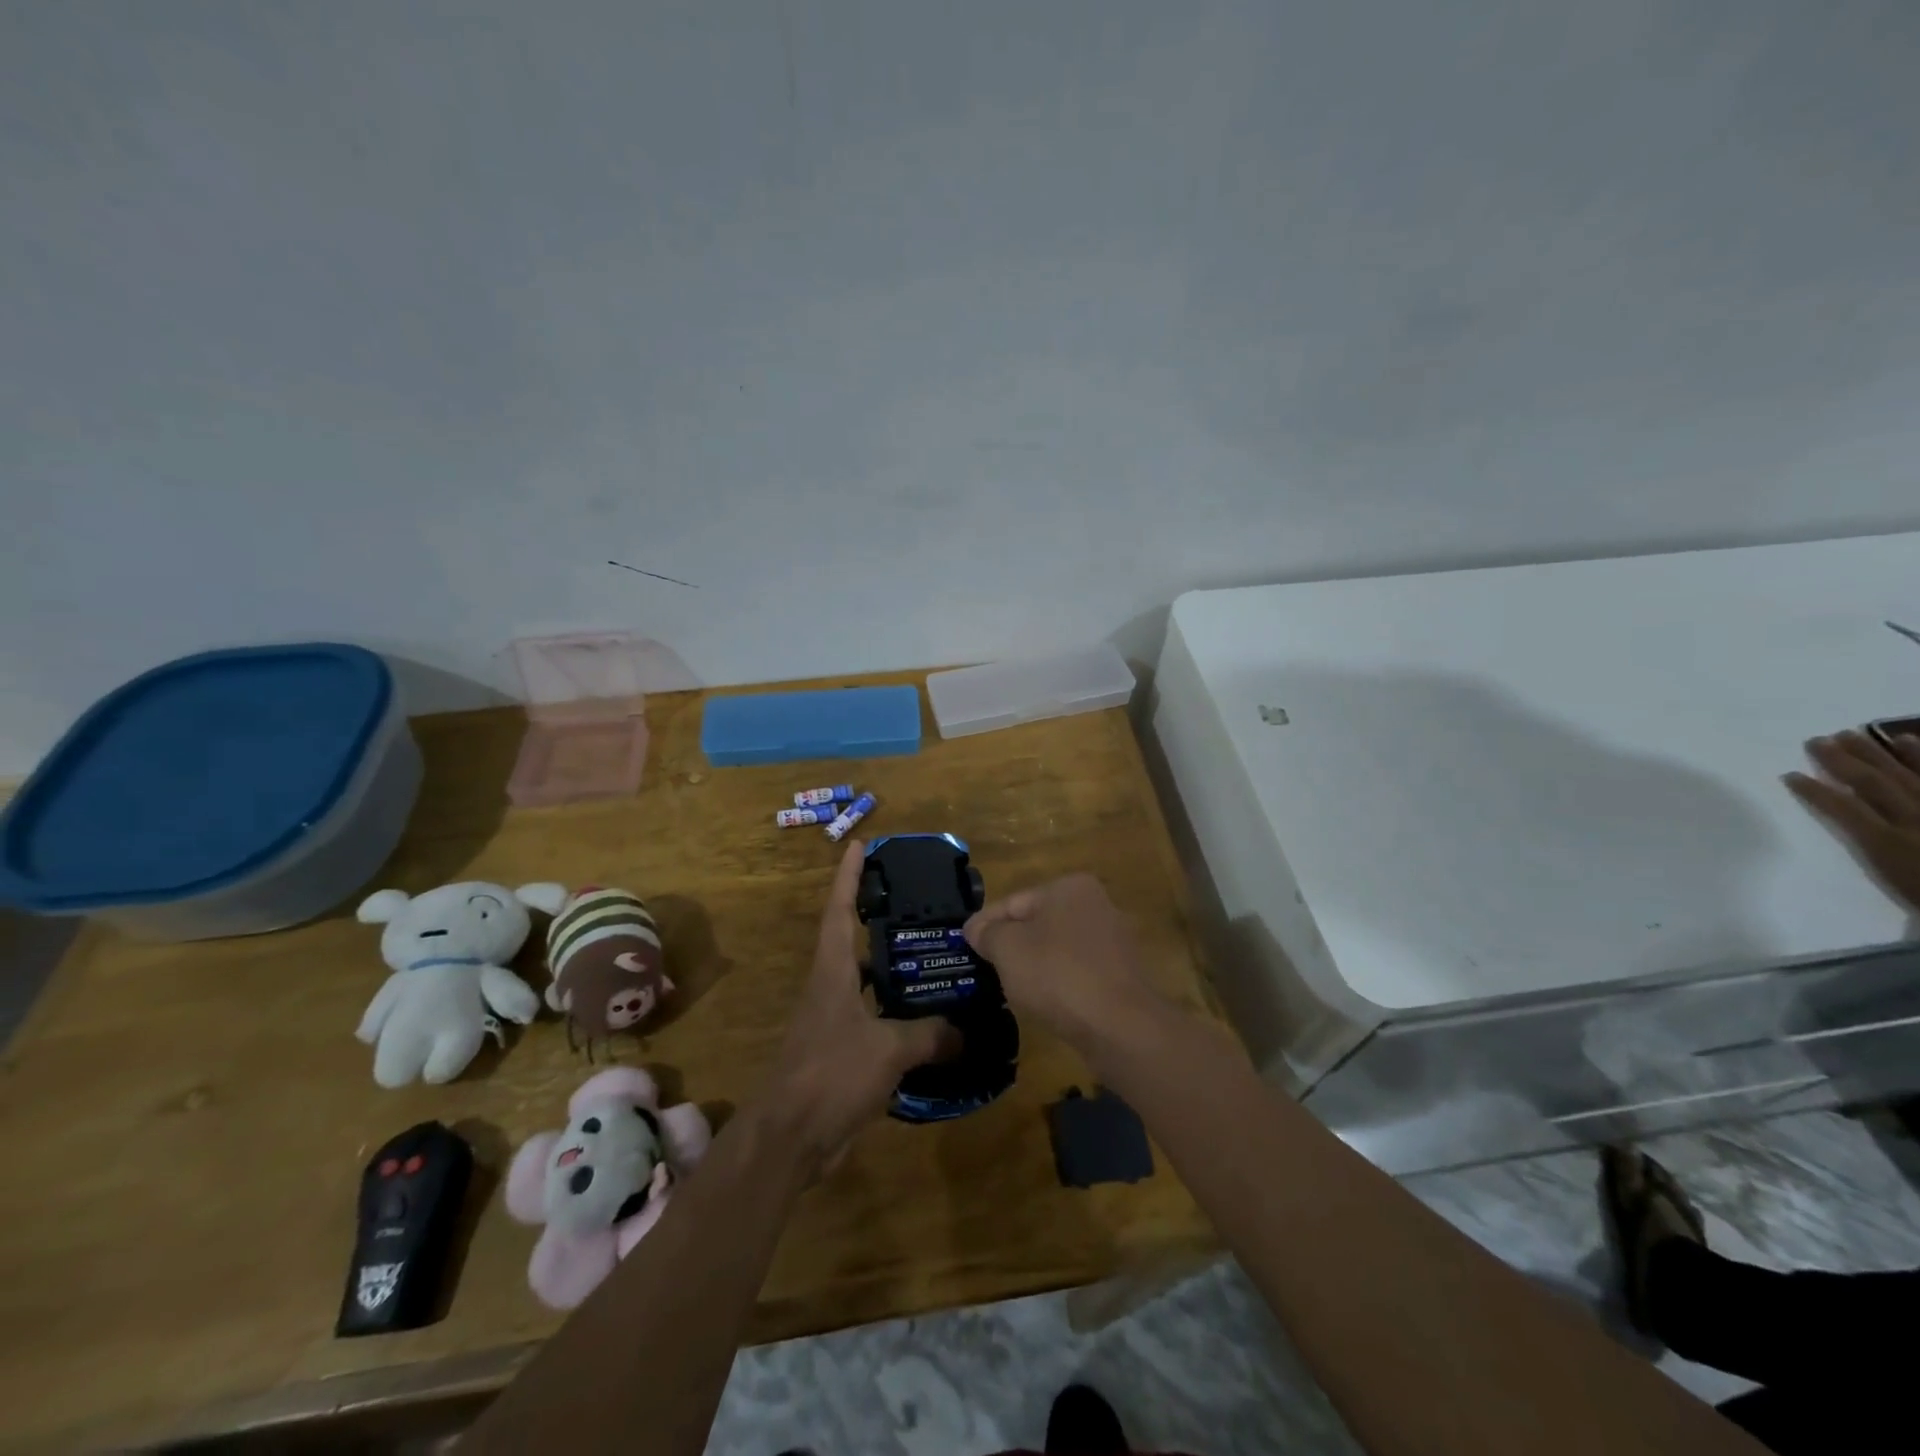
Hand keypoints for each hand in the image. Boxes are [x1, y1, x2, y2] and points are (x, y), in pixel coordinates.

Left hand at [760, 841, 957, 1170]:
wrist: (790, 1139)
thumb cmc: (831, 1074)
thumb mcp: (888, 1049)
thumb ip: (930, 1034)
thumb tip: (966, 1030)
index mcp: (832, 972)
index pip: (838, 910)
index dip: (847, 877)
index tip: (858, 845)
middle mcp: (830, 989)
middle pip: (853, 942)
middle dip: (879, 920)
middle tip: (920, 906)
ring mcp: (834, 1022)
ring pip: (868, 984)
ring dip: (895, 971)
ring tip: (936, 960)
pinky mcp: (842, 1054)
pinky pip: (877, 1022)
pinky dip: (900, 1017)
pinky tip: (931, 1023)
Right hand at [963, 873, 1163, 1048]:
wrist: (1120, 1027)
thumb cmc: (1057, 974)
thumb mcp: (1007, 948)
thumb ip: (987, 933)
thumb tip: (976, 929)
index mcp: (1069, 887)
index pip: (1013, 902)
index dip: (984, 924)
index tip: (963, 945)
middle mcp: (1095, 905)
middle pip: (1036, 923)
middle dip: (1010, 945)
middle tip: (983, 967)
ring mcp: (1112, 941)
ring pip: (1056, 949)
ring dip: (1033, 965)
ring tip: (1008, 988)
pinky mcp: (1120, 975)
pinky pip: (1076, 972)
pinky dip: (1057, 984)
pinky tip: (1044, 1003)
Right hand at [1786, 730, 1919, 911]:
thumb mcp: (1897, 880)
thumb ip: (1878, 852)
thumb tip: (1854, 825)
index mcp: (1891, 842)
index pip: (1844, 808)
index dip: (1815, 791)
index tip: (1789, 775)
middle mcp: (1917, 821)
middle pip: (1876, 784)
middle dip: (1844, 761)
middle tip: (1820, 739)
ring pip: (1912, 776)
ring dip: (1884, 753)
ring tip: (1862, 733)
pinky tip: (1912, 742)